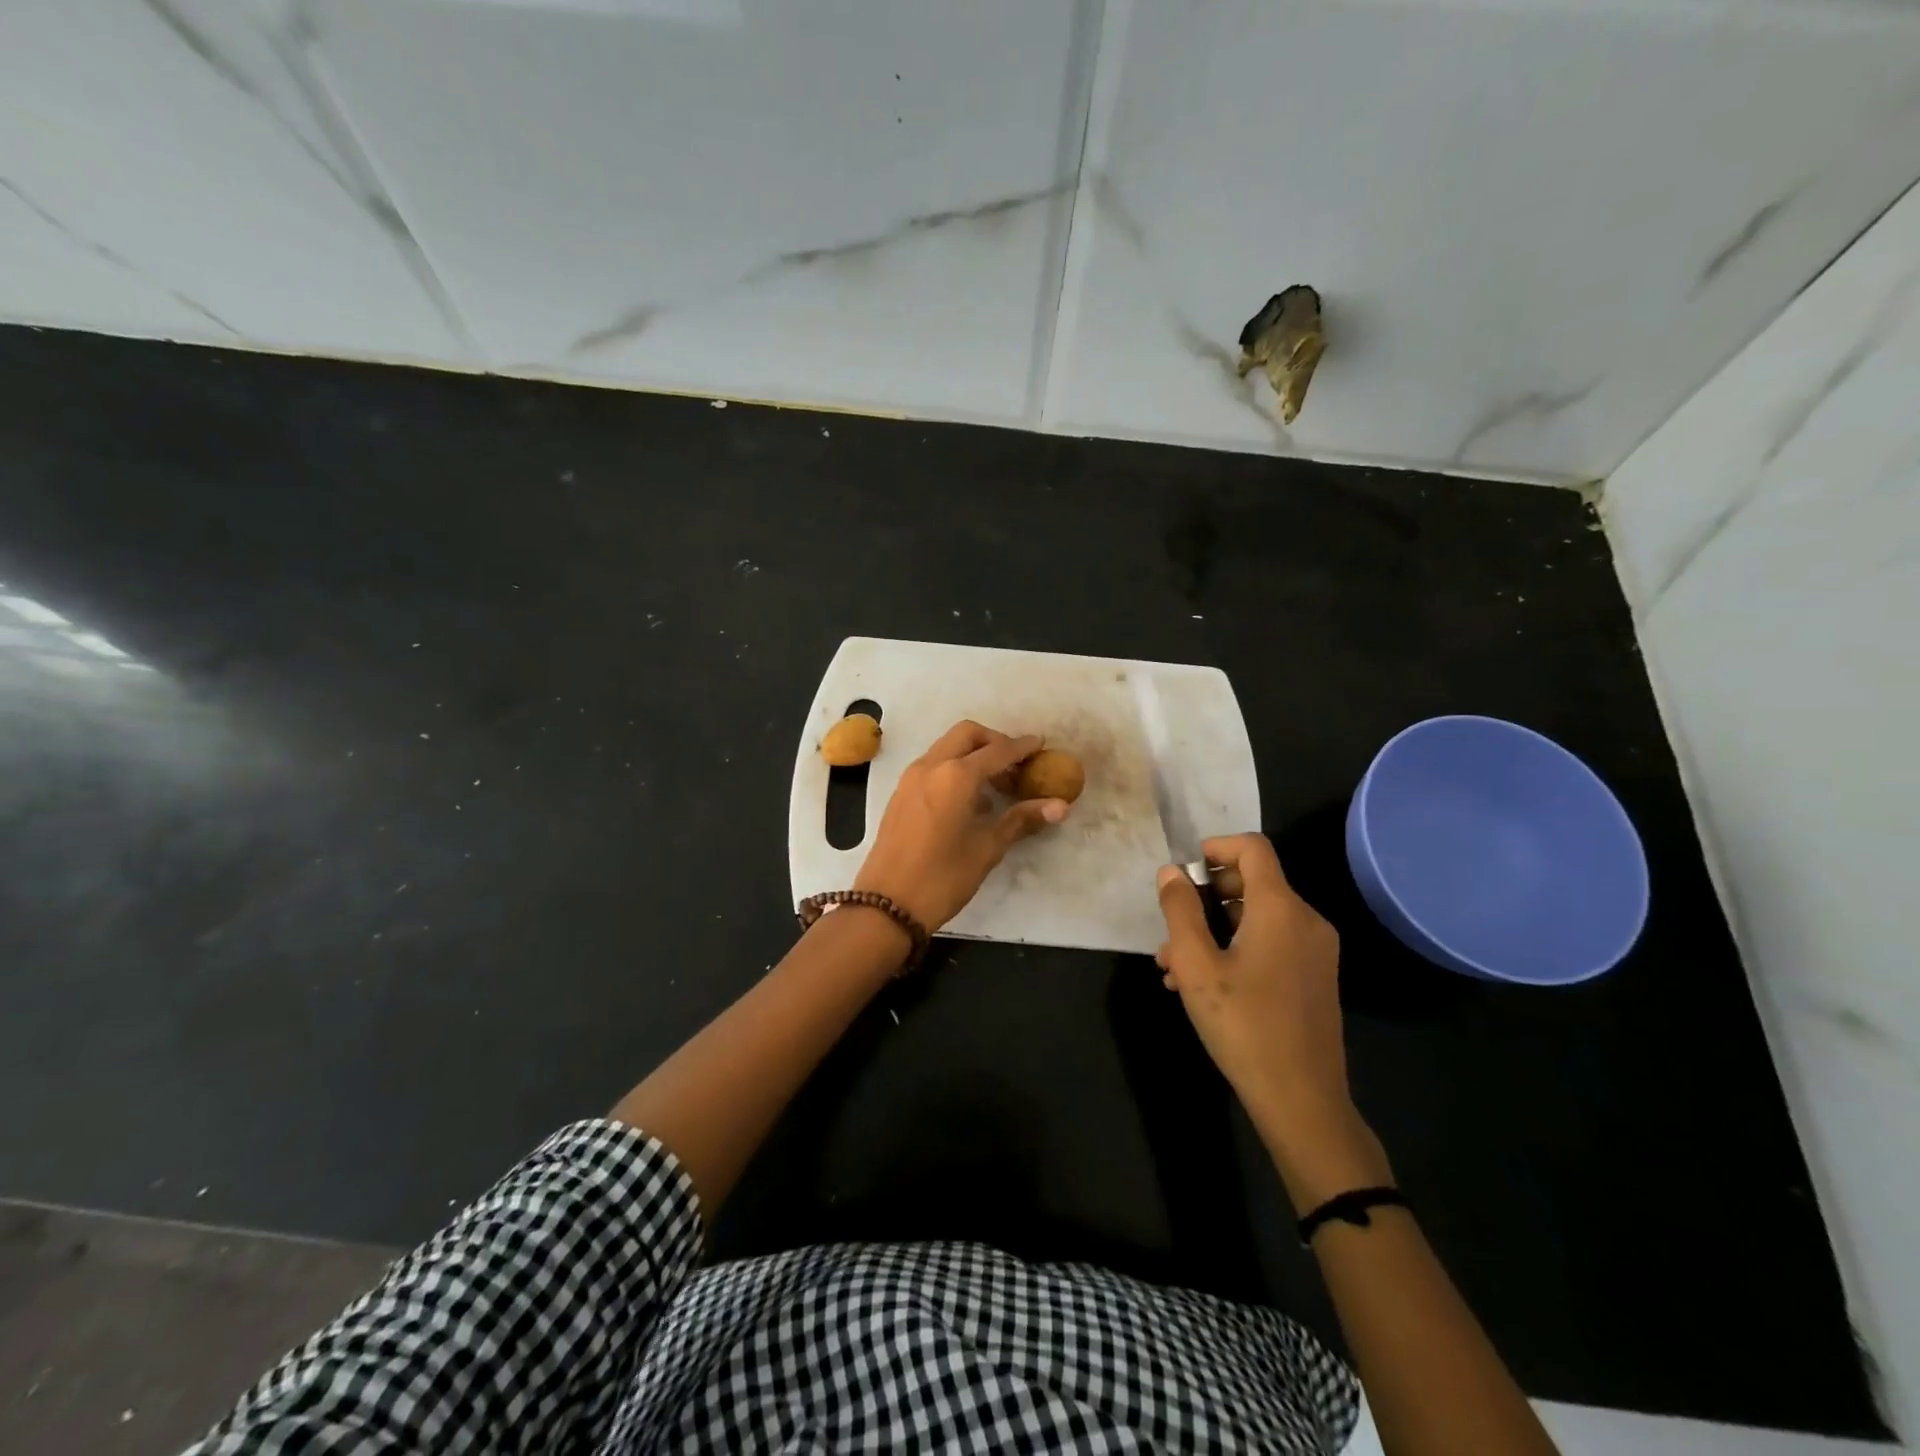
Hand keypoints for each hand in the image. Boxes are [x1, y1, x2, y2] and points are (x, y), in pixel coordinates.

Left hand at [854, 720, 1071, 930]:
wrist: (886, 904)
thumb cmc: (943, 877)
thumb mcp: (987, 848)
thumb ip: (1022, 819)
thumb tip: (1060, 806)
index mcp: (956, 775)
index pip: (997, 750)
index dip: (1022, 747)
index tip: (1041, 745)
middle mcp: (931, 766)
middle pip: (968, 735)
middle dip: (994, 741)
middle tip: (1015, 765)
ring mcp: (911, 777)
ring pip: (947, 747)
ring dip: (973, 754)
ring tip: (995, 785)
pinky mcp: (901, 792)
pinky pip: (933, 765)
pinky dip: (954, 768)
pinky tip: (968, 800)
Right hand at [1156, 833, 1389, 1204]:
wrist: (1303, 1101)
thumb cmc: (1244, 1026)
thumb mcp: (1197, 966)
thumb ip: (1179, 911)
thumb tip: (1171, 872)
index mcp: (1281, 909)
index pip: (1252, 848)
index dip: (1215, 847)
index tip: (1183, 872)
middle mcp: (1305, 920)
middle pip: (1253, 881)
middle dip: (1204, 896)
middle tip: (1170, 927)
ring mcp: (1315, 950)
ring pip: (1257, 917)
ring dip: (1213, 928)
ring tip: (1173, 965)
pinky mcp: (1314, 976)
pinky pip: (1271, 942)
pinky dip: (1235, 947)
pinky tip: (1202, 984)